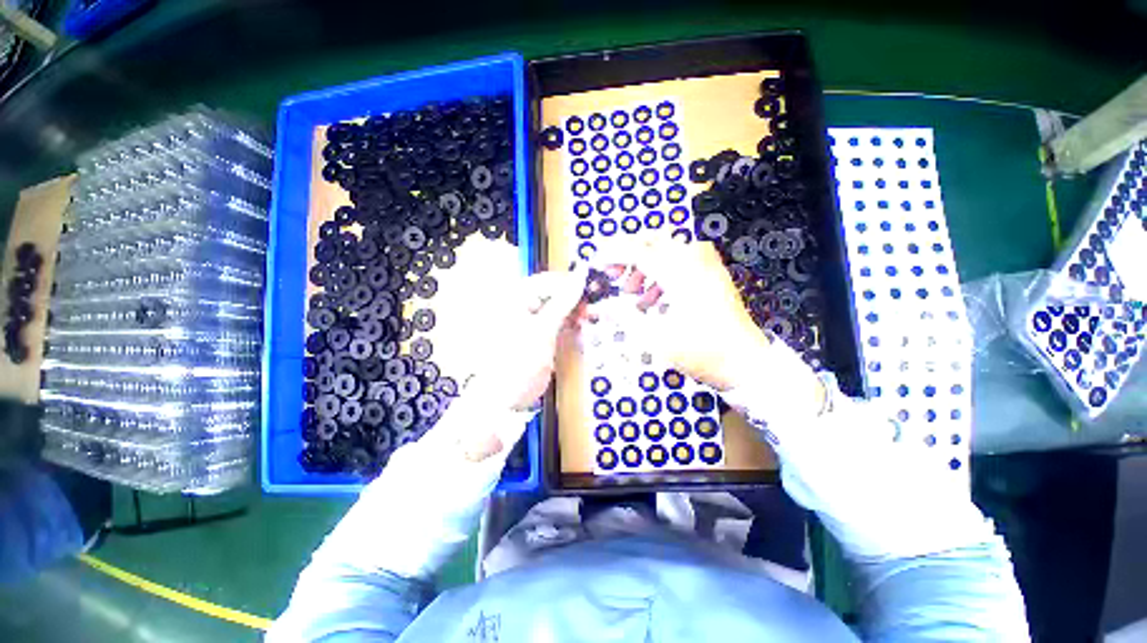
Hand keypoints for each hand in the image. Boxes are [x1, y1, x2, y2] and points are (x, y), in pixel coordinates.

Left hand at [454, 270, 584, 459]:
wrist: (501, 399)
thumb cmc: (518, 360)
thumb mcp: (543, 328)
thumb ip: (563, 301)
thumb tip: (581, 275)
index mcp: (514, 297)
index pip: (548, 281)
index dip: (572, 283)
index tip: (594, 289)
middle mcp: (521, 304)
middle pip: (553, 293)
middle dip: (576, 299)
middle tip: (594, 308)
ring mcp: (529, 320)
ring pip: (558, 308)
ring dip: (575, 311)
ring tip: (590, 317)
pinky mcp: (537, 334)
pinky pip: (557, 321)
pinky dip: (569, 323)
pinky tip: (579, 326)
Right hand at [593, 238, 824, 421]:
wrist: (747, 365)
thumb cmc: (702, 353)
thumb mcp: (655, 339)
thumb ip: (624, 317)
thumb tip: (602, 306)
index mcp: (679, 274)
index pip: (639, 251)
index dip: (613, 254)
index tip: (596, 263)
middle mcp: (695, 262)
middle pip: (655, 240)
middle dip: (629, 254)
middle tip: (616, 276)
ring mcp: (707, 268)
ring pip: (668, 249)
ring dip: (645, 264)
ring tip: (632, 292)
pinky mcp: (713, 277)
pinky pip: (681, 261)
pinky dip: (662, 273)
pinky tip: (653, 300)